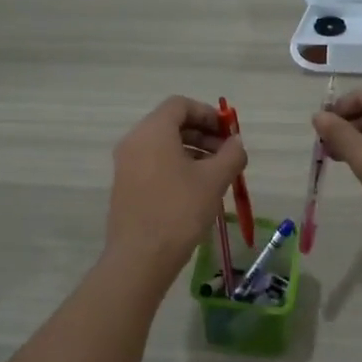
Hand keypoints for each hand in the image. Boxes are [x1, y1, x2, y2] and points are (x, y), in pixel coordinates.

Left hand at [105, 97, 247, 278]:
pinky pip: (152, 163)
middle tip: (227, 154)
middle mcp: (134, 141)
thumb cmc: (179, 211)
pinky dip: (175, 166)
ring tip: (215, 174)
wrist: (140, 257)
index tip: (228, 132)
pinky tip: (195, 190)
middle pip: (170, 124)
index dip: (207, 113)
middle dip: (202, 134)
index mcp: (152, 131)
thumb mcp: (214, 180)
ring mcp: (125, 164)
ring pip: (162, 145)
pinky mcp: (125, 186)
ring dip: (191, 151)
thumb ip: (231, 155)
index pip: (180, 105)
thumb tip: (236, 144)